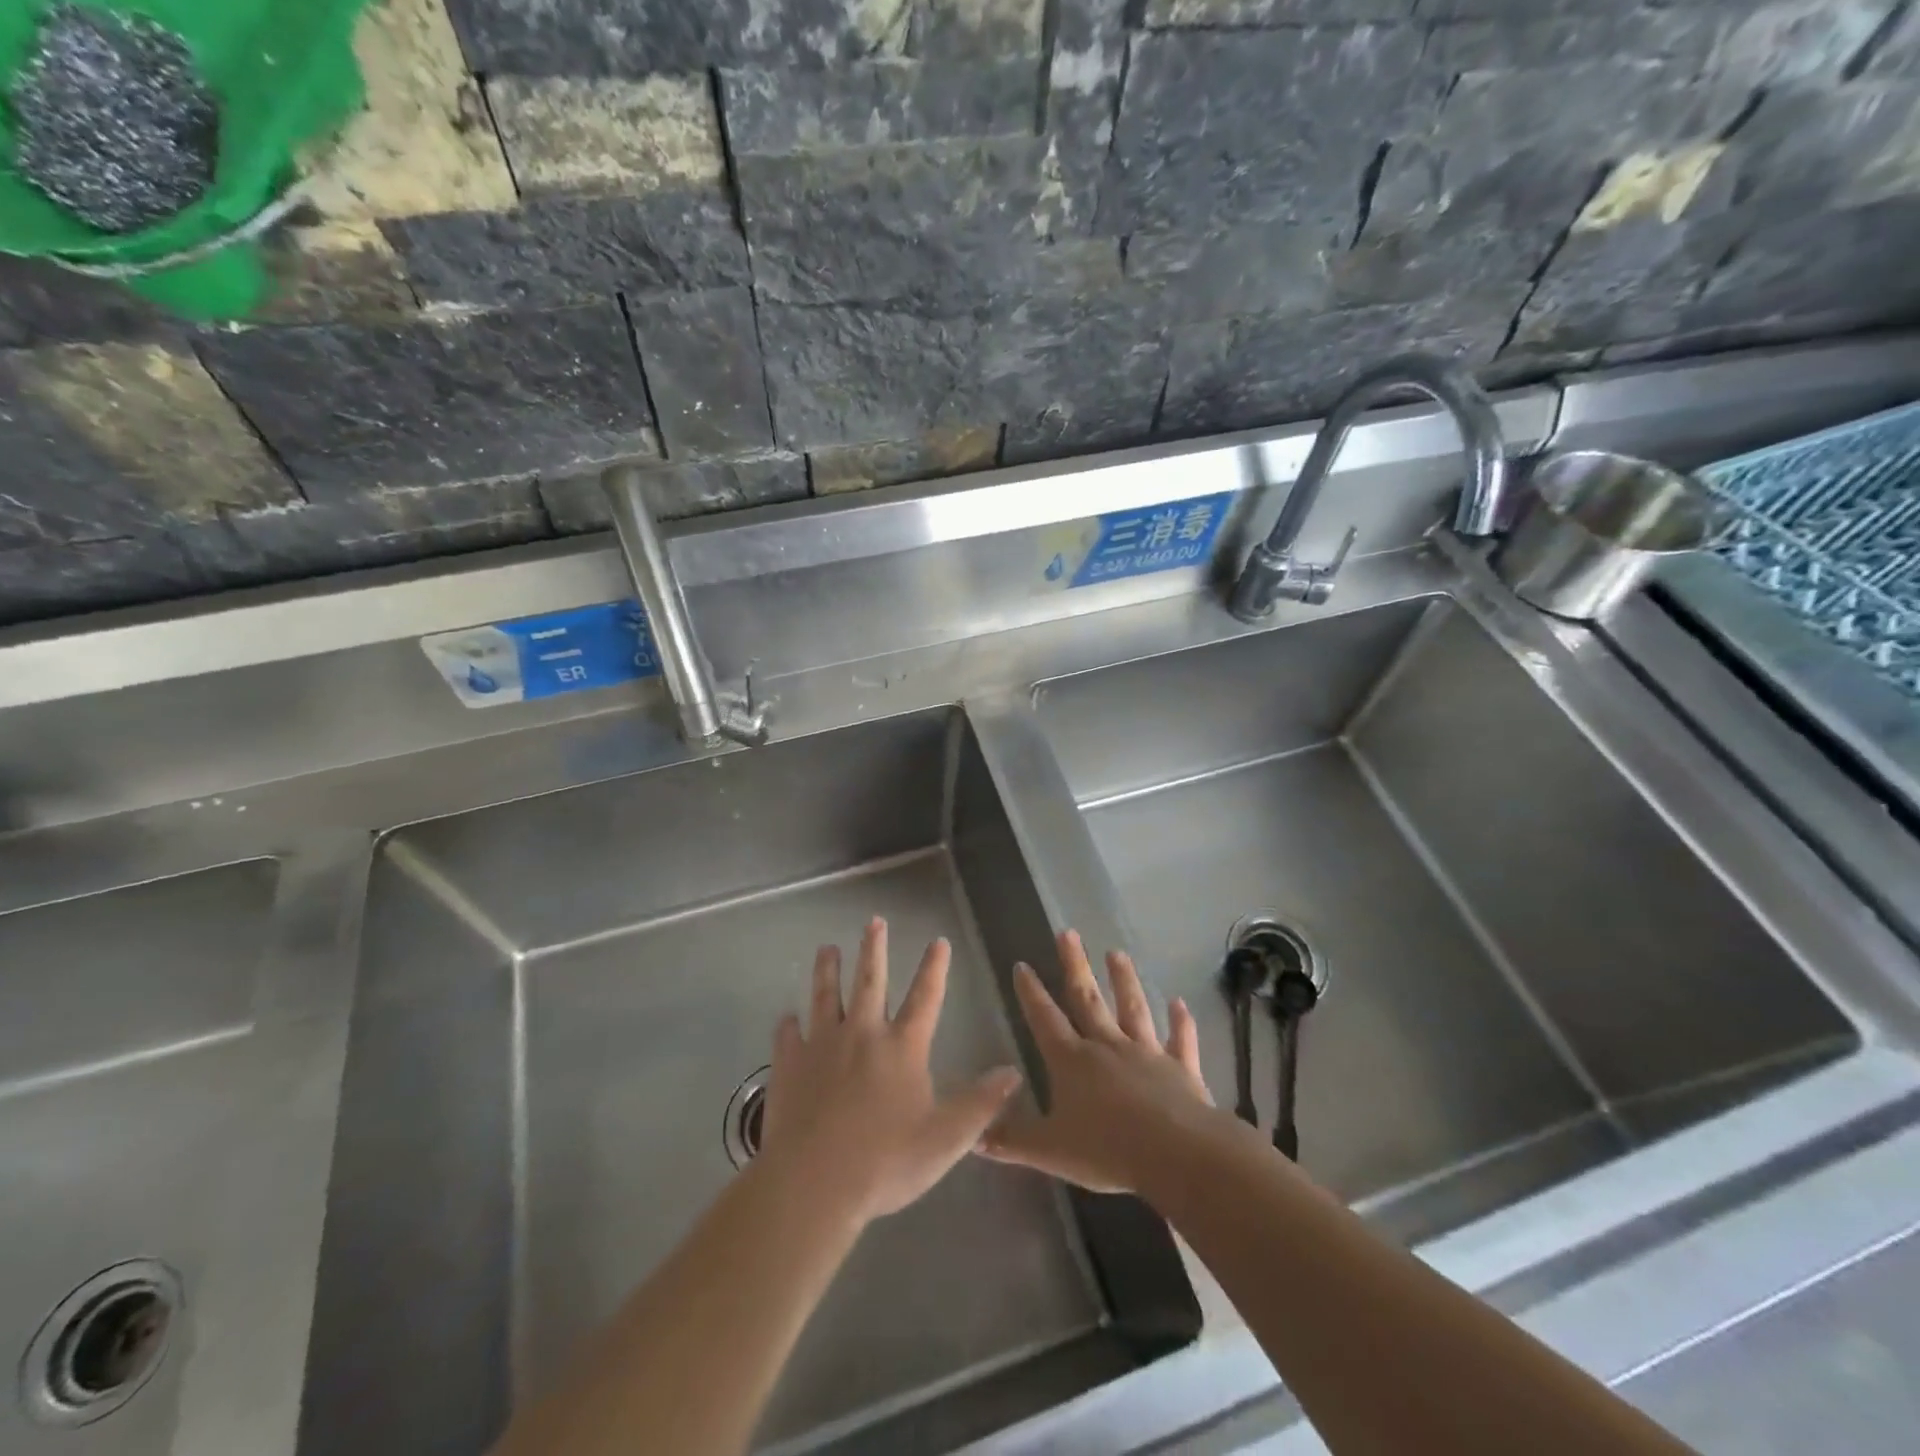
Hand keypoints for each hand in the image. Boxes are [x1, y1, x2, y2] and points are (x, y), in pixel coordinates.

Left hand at [760, 918, 1022, 1226]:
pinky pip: (788, 1036)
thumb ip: (981, 1104)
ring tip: (826, 949)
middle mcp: (862, 1034)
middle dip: (874, 949)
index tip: (938, 940)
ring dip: (827, 971)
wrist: (813, 1183)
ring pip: (825, 997)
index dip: (934, 968)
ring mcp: (821, 1046)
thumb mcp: (946, 1139)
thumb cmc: (885, 1161)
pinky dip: (789, 1025)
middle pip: (870, 981)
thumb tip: (1013, 1072)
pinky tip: (787, 1018)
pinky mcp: (789, 1065)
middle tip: (874, 920)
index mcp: (902, 1047)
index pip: (925, 997)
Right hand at [978, 929, 1220, 1195]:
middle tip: (1068, 932)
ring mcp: (1147, 1053)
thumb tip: (972, 1137)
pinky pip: (1180, 1040)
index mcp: (1072, 1061)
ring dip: (1124, 980)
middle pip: (1087, 999)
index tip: (1023, 964)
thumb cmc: (1106, 1150)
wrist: (1175, 1153)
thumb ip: (1010, 1141)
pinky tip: (1180, 1003)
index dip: (1032, 993)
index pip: (1045, 1019)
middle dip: (1075, 965)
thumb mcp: (1049, 1150)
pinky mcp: (1181, 1069)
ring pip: (1133, 1009)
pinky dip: (1180, 1022)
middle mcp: (1107, 1046)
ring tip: (1117, 953)